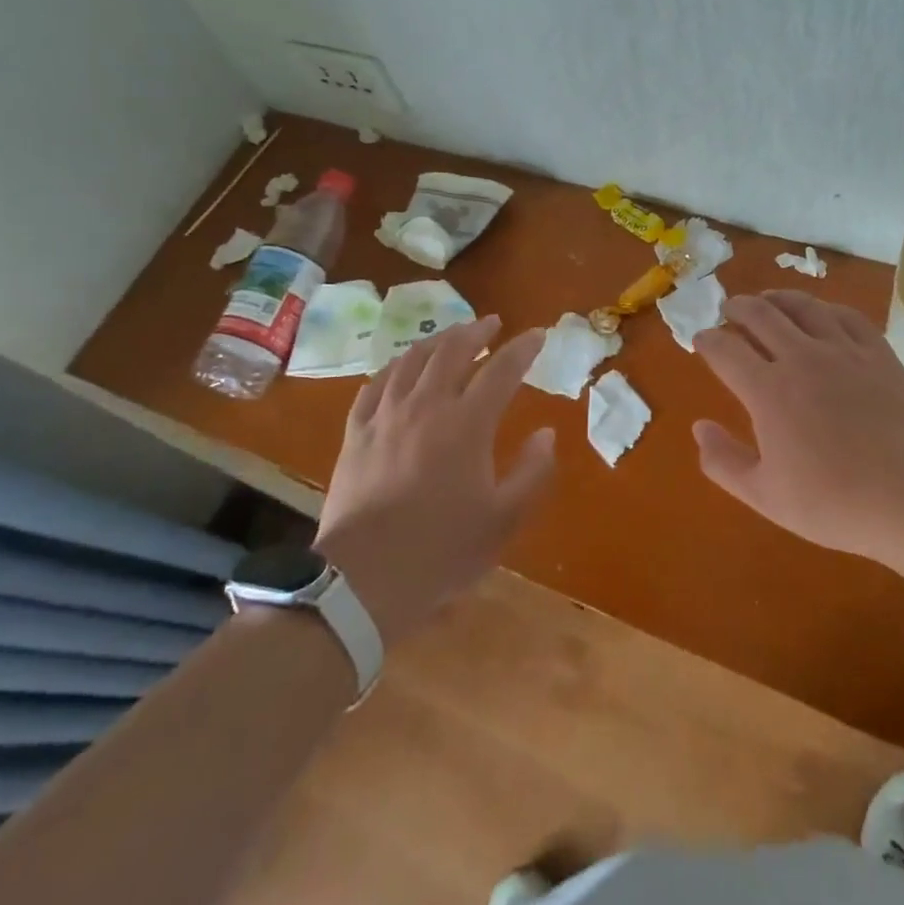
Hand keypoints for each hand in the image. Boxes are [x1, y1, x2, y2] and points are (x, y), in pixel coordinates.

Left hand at [314, 317, 552, 644]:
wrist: (362, 581)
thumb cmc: (441, 550)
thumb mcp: (503, 520)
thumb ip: (532, 472)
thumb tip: (546, 434)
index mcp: (467, 424)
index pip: (502, 370)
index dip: (523, 349)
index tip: (538, 334)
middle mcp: (427, 406)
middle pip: (453, 351)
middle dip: (477, 331)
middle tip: (492, 323)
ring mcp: (386, 416)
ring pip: (412, 360)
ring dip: (437, 341)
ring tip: (451, 336)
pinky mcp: (356, 433)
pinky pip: (375, 384)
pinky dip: (395, 367)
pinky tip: (400, 368)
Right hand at [692, 291, 903, 565]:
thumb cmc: (836, 503)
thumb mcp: (766, 496)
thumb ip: (724, 462)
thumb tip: (699, 427)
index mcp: (767, 390)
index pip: (725, 350)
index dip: (707, 340)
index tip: (701, 340)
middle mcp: (801, 357)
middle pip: (760, 314)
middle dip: (737, 308)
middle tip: (729, 310)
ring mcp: (843, 350)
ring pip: (802, 306)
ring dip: (776, 298)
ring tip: (767, 300)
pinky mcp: (878, 353)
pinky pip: (846, 315)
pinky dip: (824, 308)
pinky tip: (821, 313)